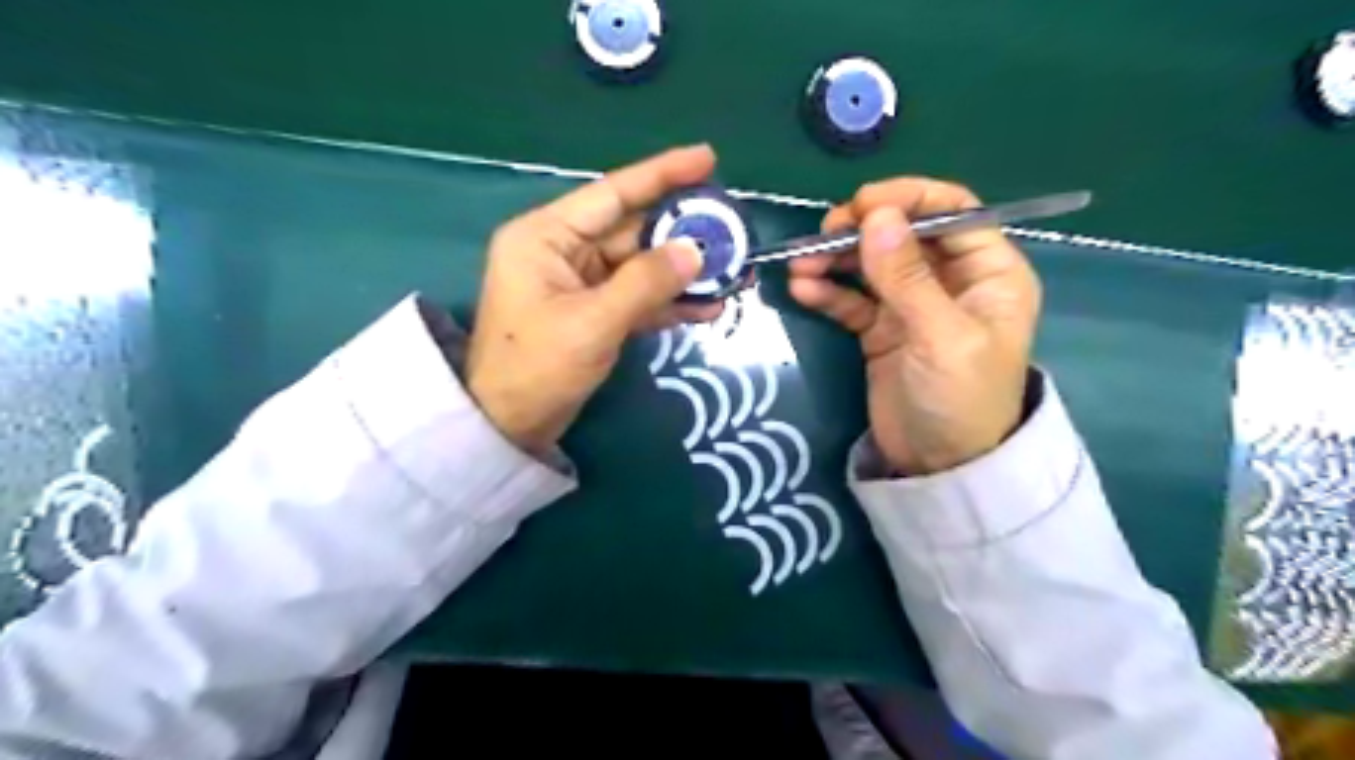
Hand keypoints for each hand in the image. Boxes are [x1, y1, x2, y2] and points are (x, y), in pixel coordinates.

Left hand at [468, 144, 717, 453]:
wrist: (508, 426)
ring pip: (641, 266)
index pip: (612, 193)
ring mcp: (580, 283)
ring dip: (683, 273)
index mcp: (547, 235)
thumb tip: (696, 251)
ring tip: (733, 274)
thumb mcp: (593, 322)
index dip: (662, 174)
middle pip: (634, 230)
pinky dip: (669, 303)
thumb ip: (646, 283)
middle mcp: (563, 250)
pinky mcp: (593, 312)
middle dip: (683, 234)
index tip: (708, 158)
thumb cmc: (537, 367)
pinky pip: (637, 297)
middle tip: (734, 231)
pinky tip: (708, 307)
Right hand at [790, 177, 1038, 475]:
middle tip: (822, 234)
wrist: (940, 467)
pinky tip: (803, 290)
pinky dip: (828, 292)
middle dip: (862, 230)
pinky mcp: (881, 330)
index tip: (861, 205)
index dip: (908, 199)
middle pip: (904, 234)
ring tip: (800, 264)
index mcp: (988, 272)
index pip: (952, 211)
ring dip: (835, 259)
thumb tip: (876, 217)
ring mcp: (911, 305)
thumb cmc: (961, 400)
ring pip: (871, 264)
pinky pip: (852, 300)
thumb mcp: (941, 337)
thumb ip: (908, 277)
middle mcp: (951, 280)